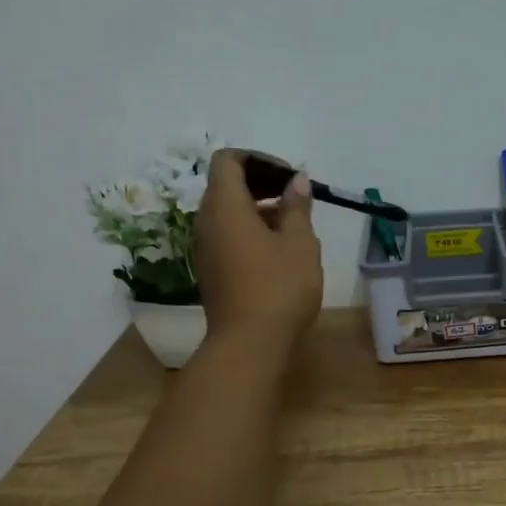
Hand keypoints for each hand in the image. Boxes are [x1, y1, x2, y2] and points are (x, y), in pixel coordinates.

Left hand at [195, 149, 321, 353]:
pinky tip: (280, 253)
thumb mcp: (300, 244)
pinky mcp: (212, 272)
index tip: (289, 177)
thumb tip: (296, 181)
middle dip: (261, 184)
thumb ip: (297, 207)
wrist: (249, 345)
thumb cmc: (279, 288)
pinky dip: (251, 233)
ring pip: (228, 214)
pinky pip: (228, 237)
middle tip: (296, 199)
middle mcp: (206, 222)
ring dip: (258, 211)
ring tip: (294, 227)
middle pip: (226, 186)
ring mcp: (206, 249)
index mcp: (225, 206)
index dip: (258, 160)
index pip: (228, 160)